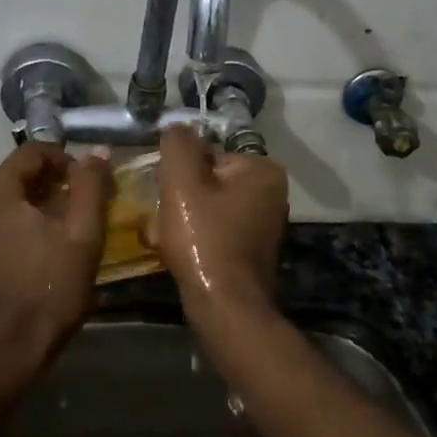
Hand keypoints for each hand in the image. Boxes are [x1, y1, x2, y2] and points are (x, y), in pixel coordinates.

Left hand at [0, 143, 111, 382]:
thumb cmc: (45, 291)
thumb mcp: (82, 236)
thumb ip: (91, 187)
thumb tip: (96, 151)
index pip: (34, 151)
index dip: (67, 161)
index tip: (90, 184)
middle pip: (19, 175)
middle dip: (53, 184)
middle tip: (83, 207)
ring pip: (7, 201)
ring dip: (38, 206)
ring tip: (67, 229)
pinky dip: (20, 225)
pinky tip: (42, 250)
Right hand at [151, 126, 289, 325]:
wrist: (225, 309)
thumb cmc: (205, 239)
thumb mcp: (183, 181)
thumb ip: (178, 144)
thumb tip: (176, 128)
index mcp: (263, 169)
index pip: (209, 154)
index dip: (181, 173)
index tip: (168, 194)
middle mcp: (272, 193)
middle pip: (209, 180)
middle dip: (181, 197)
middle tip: (163, 218)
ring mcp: (264, 223)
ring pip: (208, 206)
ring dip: (183, 218)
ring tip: (165, 237)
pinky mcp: (252, 250)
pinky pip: (216, 230)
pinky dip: (196, 236)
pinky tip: (178, 252)